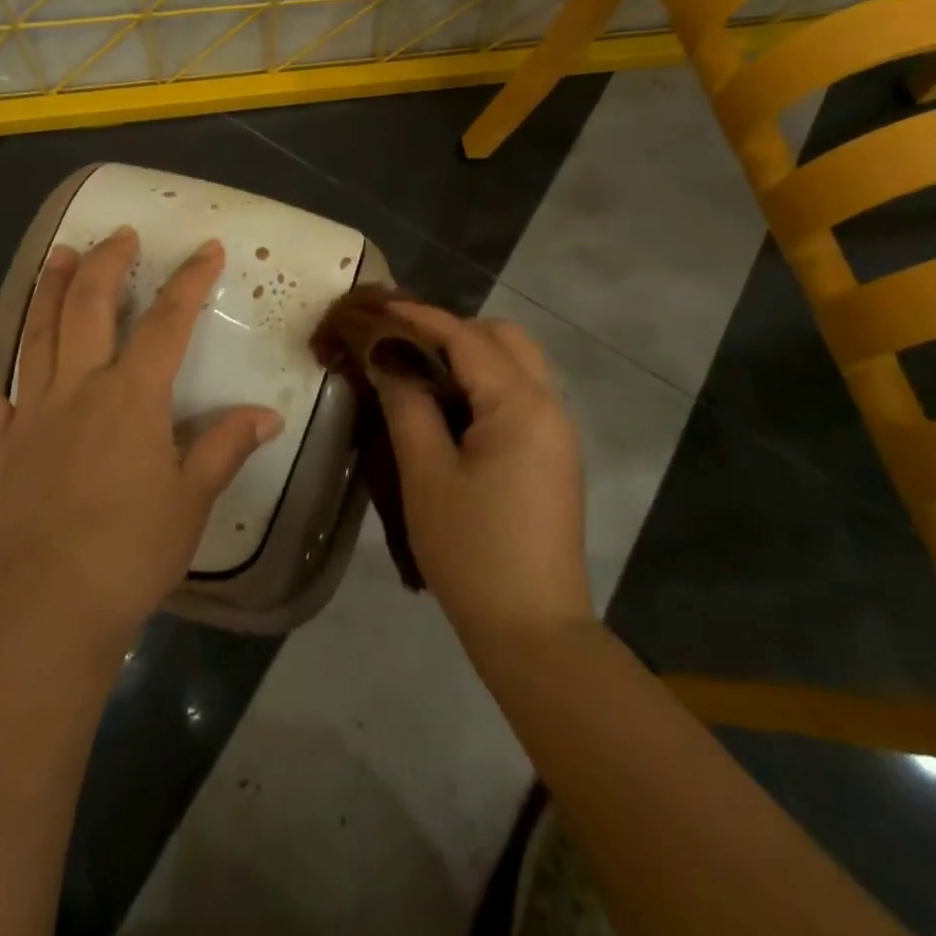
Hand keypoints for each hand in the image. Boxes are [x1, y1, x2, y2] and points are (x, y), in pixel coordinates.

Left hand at [0, 228, 282, 642]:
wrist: (52, 606)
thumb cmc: (133, 551)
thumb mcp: (193, 498)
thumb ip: (225, 446)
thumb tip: (268, 414)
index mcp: (133, 397)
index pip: (168, 323)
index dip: (190, 281)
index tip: (207, 249)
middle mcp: (80, 387)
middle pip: (92, 307)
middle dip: (109, 264)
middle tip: (121, 235)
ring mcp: (31, 410)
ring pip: (39, 331)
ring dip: (51, 286)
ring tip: (61, 251)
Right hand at [372, 303, 591, 640]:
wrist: (533, 630)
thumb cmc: (473, 551)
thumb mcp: (426, 475)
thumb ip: (406, 405)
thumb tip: (387, 357)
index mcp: (521, 405)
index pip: (466, 338)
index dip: (419, 317)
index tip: (378, 305)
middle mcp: (549, 407)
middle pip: (504, 339)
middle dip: (452, 330)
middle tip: (401, 344)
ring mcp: (557, 433)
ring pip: (516, 365)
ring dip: (470, 356)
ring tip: (418, 371)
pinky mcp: (553, 457)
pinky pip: (519, 396)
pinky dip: (483, 384)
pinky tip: (448, 407)